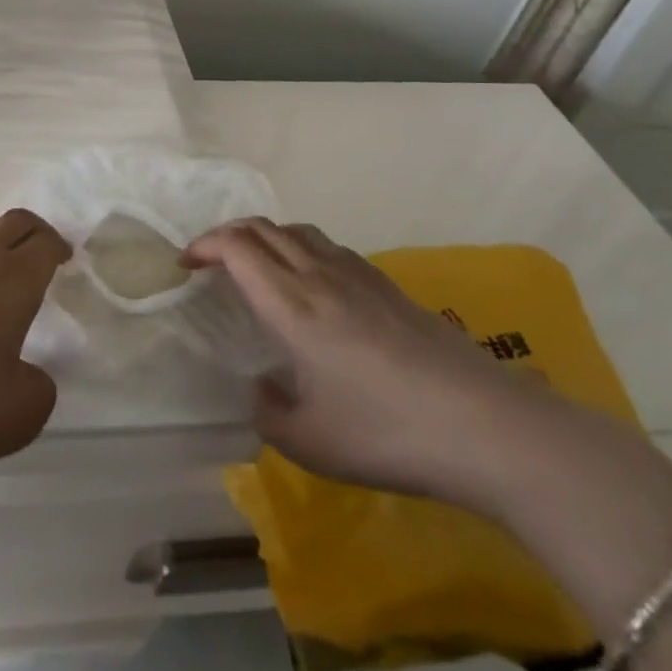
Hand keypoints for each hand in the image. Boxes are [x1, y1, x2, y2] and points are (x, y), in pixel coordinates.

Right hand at [184, 219, 568, 509]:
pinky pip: (330, 249)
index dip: (203, 245)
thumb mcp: (309, 442)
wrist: (485, 426)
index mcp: (290, 304)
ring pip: (299, 232)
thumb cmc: (385, 433)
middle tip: (212, 261)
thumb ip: (269, 413)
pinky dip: (303, 251)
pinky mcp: (389, 287)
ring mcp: (358, 276)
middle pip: (264, 228)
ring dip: (267, 238)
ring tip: (259, 267)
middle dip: (228, 234)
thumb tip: (264, 387)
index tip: (186, 265)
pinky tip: (315, 289)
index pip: (236, 246)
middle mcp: (318, 275)